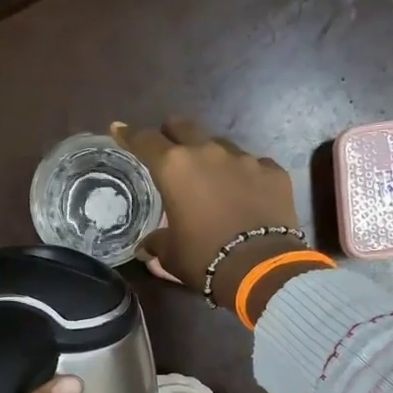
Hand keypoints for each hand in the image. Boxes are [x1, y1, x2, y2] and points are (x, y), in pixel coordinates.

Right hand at [111, 119, 326, 322]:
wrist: (260, 266)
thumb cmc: (204, 257)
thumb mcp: (171, 254)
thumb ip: (156, 242)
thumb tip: (146, 246)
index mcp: (174, 168)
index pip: (145, 141)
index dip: (129, 135)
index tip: (120, 129)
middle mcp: (208, 152)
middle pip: (183, 126)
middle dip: (171, 134)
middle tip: (169, 150)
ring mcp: (244, 158)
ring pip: (220, 145)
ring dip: (211, 157)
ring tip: (212, 180)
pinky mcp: (273, 171)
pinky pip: (253, 165)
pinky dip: (245, 176)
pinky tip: (246, 194)